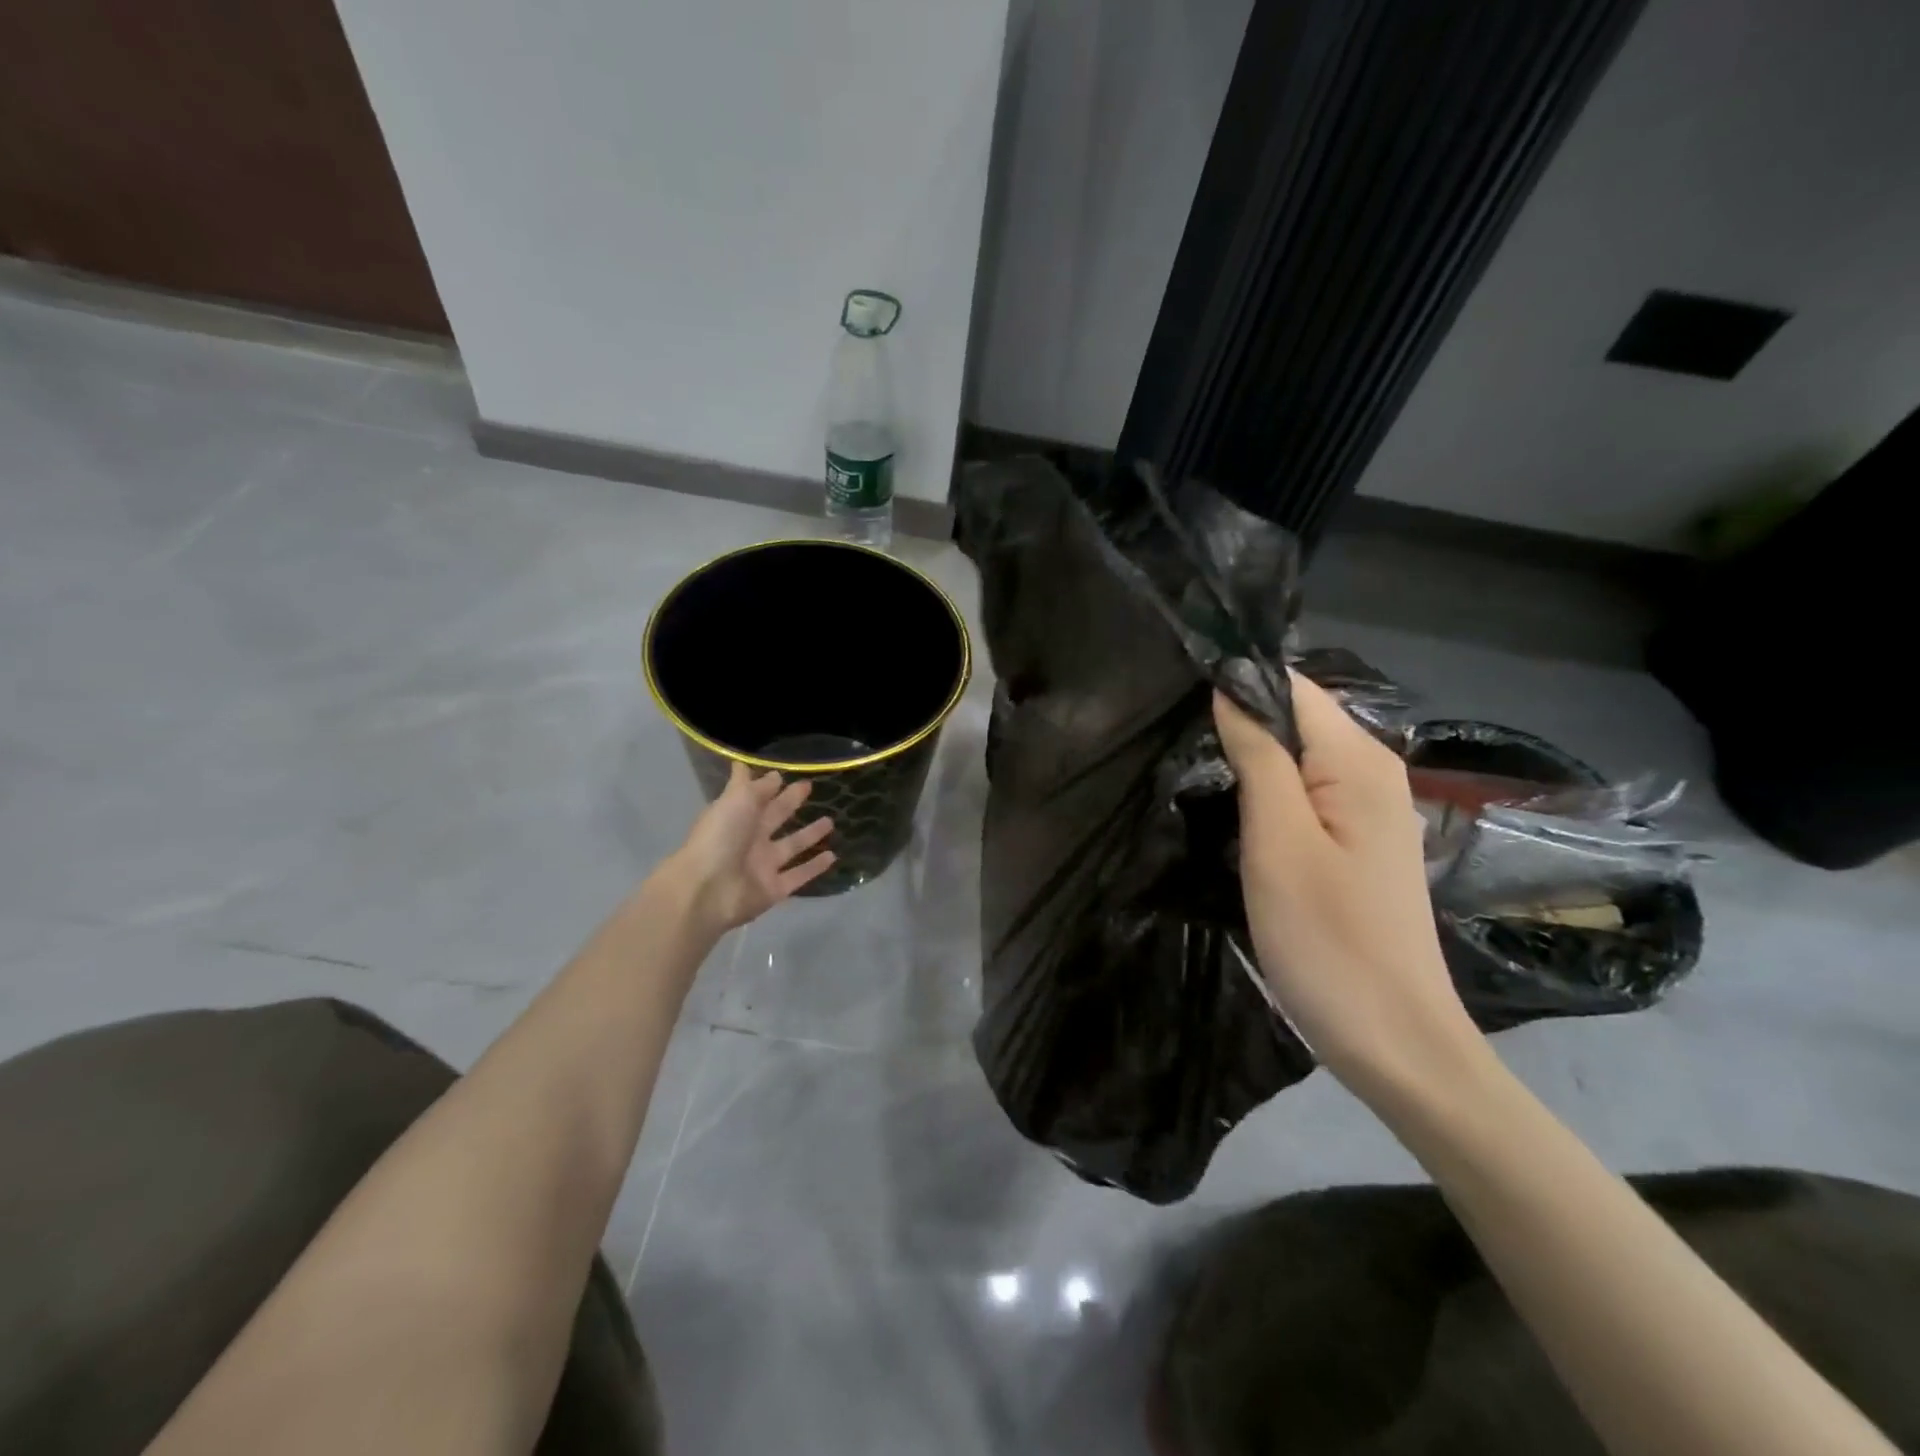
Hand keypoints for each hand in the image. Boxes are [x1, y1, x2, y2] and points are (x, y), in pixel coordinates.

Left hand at [668, 762, 835, 934]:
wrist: (707, 890)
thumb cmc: (720, 837)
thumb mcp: (737, 800)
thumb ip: (754, 785)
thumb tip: (766, 769)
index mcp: (737, 816)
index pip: (758, 796)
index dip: (772, 785)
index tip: (790, 774)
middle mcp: (750, 839)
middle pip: (775, 817)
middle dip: (791, 803)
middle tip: (811, 788)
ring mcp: (762, 866)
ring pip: (791, 846)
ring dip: (809, 835)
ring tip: (831, 822)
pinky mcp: (774, 890)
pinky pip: (799, 875)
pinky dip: (814, 867)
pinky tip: (833, 856)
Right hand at [1214, 675, 1485, 1100]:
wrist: (1394, 1040)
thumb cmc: (1328, 939)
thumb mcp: (1278, 841)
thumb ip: (1258, 756)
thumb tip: (1231, 688)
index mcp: (1357, 761)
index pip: (1291, 686)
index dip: (1236, 681)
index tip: (1176, 692)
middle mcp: (1372, 771)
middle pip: (1295, 718)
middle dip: (1237, 718)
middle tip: (1171, 736)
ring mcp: (1368, 809)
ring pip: (1296, 756)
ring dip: (1246, 756)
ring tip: (1188, 764)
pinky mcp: (1356, 842)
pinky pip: (1304, 791)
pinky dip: (1265, 789)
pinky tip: (1231, 805)